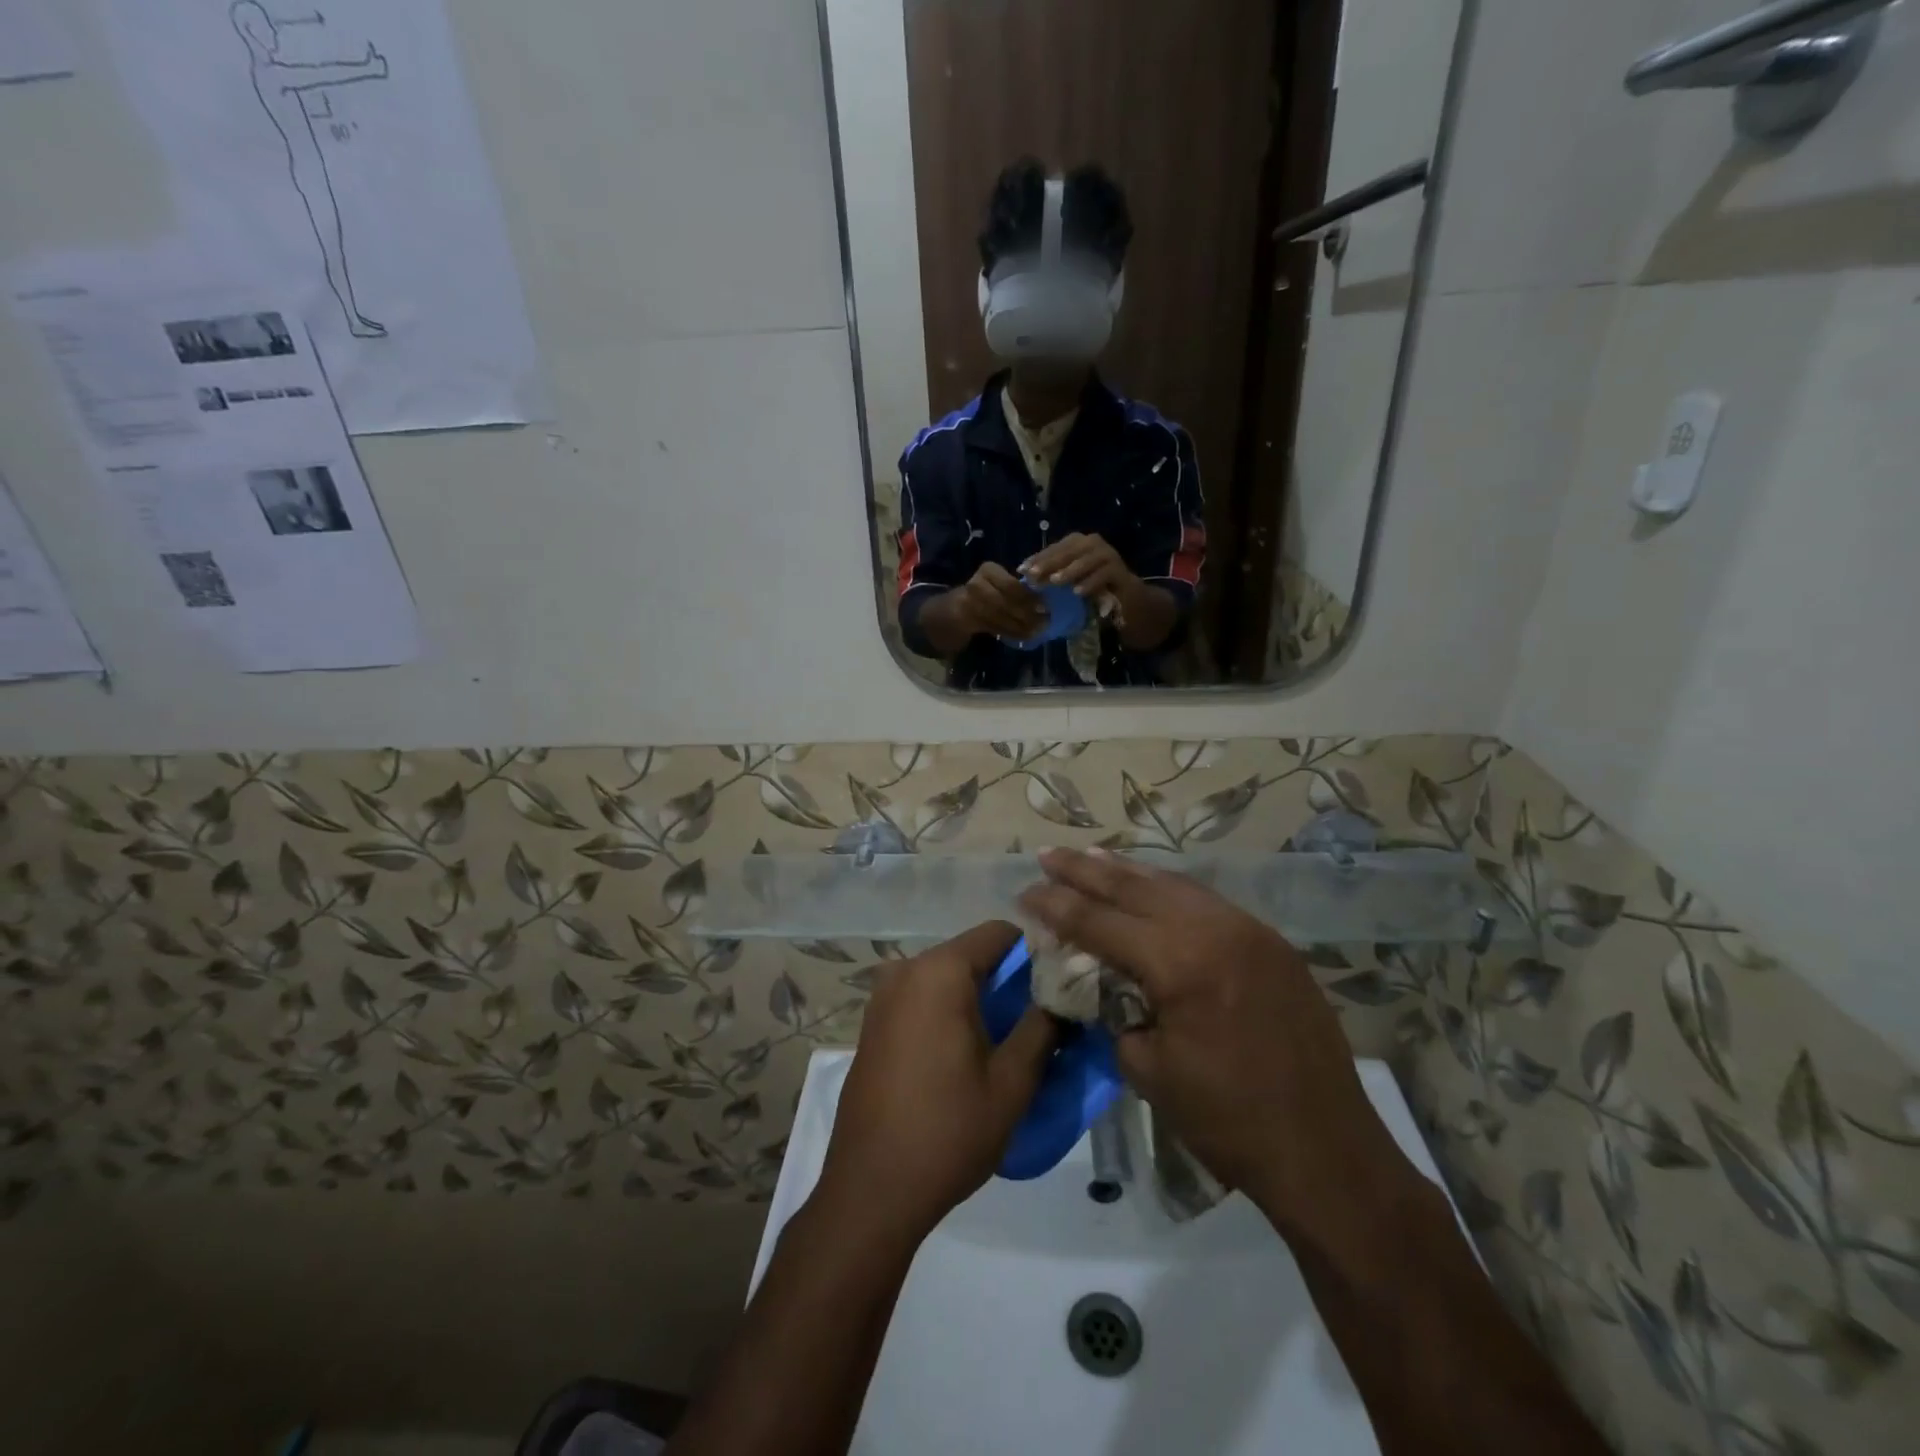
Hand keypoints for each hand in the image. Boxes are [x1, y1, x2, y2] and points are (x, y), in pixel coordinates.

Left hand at [817, 922, 1055, 1242]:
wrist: (871, 1191)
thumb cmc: (948, 1131)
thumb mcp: (1012, 1081)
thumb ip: (1043, 1026)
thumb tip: (1064, 995)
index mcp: (939, 972)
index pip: (999, 933)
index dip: (1035, 952)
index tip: (1060, 985)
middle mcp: (906, 971)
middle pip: (972, 954)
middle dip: (1009, 979)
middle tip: (1042, 1019)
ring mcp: (883, 997)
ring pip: (948, 978)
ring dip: (981, 999)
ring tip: (1010, 1041)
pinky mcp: (874, 1025)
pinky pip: (924, 999)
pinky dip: (951, 1012)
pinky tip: (968, 1055)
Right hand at [953, 562, 1045, 639]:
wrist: (955, 609)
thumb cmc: (987, 593)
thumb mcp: (1000, 583)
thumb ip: (1017, 589)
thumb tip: (1044, 602)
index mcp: (988, 570)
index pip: (1011, 585)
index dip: (1028, 597)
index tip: (1045, 606)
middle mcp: (976, 584)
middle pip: (1005, 601)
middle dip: (1026, 613)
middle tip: (1044, 622)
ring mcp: (968, 602)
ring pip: (1001, 616)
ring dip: (1021, 626)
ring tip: (1037, 631)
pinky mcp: (967, 620)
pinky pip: (995, 627)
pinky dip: (1012, 633)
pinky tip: (1024, 636)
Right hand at [1017, 850, 1397, 1226]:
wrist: (1326, 1151)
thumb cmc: (1227, 1121)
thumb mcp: (1148, 1070)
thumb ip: (1115, 1010)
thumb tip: (1100, 980)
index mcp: (1180, 963)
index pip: (1100, 921)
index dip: (1056, 905)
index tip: (1024, 891)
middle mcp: (1215, 929)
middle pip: (1134, 887)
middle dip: (1085, 870)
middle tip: (1047, 855)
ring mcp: (1249, 930)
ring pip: (1173, 884)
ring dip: (1127, 872)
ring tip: (1091, 856)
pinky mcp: (1270, 942)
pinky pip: (1206, 902)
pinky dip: (1168, 889)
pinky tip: (1149, 886)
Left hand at [1020, 533, 1135, 599]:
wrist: (1127, 601)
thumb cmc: (1093, 590)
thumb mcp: (1069, 581)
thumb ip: (1052, 575)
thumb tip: (1026, 576)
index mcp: (1079, 544)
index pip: (1056, 548)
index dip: (1038, 557)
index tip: (1022, 570)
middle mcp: (1093, 544)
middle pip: (1070, 550)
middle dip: (1050, 562)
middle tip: (1034, 574)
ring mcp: (1109, 556)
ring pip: (1088, 559)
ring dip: (1070, 570)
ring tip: (1054, 582)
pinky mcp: (1121, 571)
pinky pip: (1105, 574)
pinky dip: (1091, 582)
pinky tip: (1078, 592)